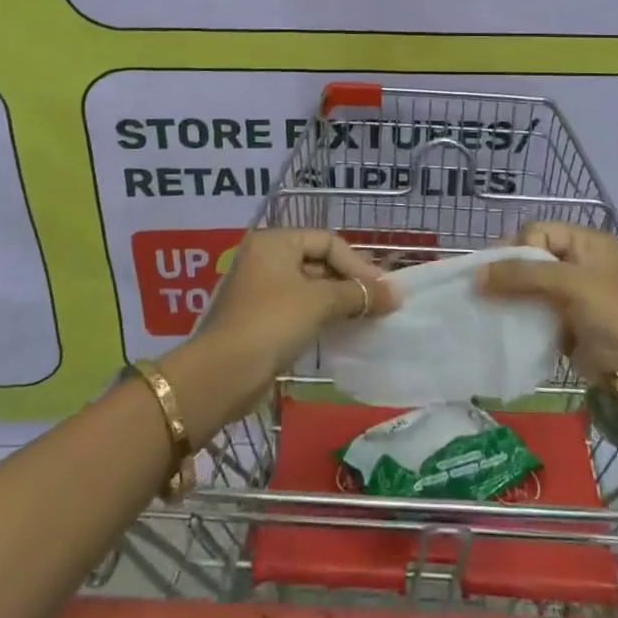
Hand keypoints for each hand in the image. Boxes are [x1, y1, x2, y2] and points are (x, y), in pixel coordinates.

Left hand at [165, 229, 395, 434]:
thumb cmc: (272, 323)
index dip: (357, 264)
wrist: (223, 375)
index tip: (382, 289)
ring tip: (366, 316)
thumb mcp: (319, 302)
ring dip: (338, 299)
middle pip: (318, 261)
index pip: (327, 241)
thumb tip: (395, 295)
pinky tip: (341, 329)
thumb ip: (357, 295)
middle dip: (350, 280)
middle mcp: (265, 258)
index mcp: (275, 242)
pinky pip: (298, 307)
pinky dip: (321, 314)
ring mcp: (260, 289)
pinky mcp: (260, 318)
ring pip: (309, 286)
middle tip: (379, 302)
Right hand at [477, 222, 617, 380]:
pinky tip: (500, 320)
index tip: (495, 269)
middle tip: (483, 286)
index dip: (515, 248)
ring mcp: (571, 292)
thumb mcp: (568, 285)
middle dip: (507, 270)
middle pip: (531, 256)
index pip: (538, 232)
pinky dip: (517, 312)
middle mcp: (577, 261)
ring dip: (509, 292)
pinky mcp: (564, 319)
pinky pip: (533, 308)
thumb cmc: (609, 314)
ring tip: (485, 303)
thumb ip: (522, 275)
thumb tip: (477, 275)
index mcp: (585, 242)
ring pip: (529, 283)